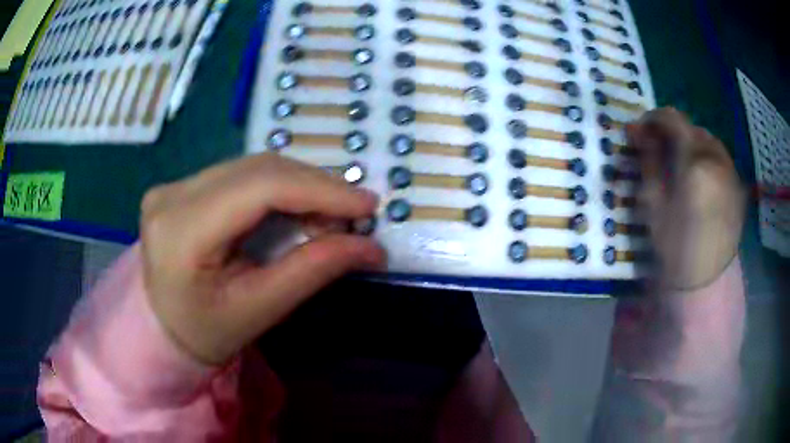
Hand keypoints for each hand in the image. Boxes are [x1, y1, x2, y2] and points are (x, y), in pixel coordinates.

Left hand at [139, 153, 385, 364]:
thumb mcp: (259, 310)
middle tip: (354, 210)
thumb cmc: (206, 332)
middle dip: (315, 186)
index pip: (259, 188)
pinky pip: (242, 173)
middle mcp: (171, 195)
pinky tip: (299, 204)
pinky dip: (279, 186)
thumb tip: (371, 247)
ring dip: (300, 183)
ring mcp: (174, 184)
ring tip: (332, 210)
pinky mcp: (182, 185)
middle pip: (258, 169)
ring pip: (253, 165)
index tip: (367, 204)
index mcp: (180, 231)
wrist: (162, 327)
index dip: (319, 190)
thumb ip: (312, 271)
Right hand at [627, 108, 744, 289]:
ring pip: (708, 141)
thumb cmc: (675, 248)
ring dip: (691, 144)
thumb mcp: (654, 205)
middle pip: (693, 128)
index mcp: (695, 162)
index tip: (641, 131)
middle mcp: (717, 159)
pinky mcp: (737, 184)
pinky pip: (720, 158)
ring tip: (681, 164)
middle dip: (674, 133)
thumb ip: (649, 162)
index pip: (673, 119)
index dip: (654, 119)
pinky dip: (706, 158)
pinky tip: (699, 178)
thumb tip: (639, 133)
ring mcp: (731, 171)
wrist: (706, 281)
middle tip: (661, 150)